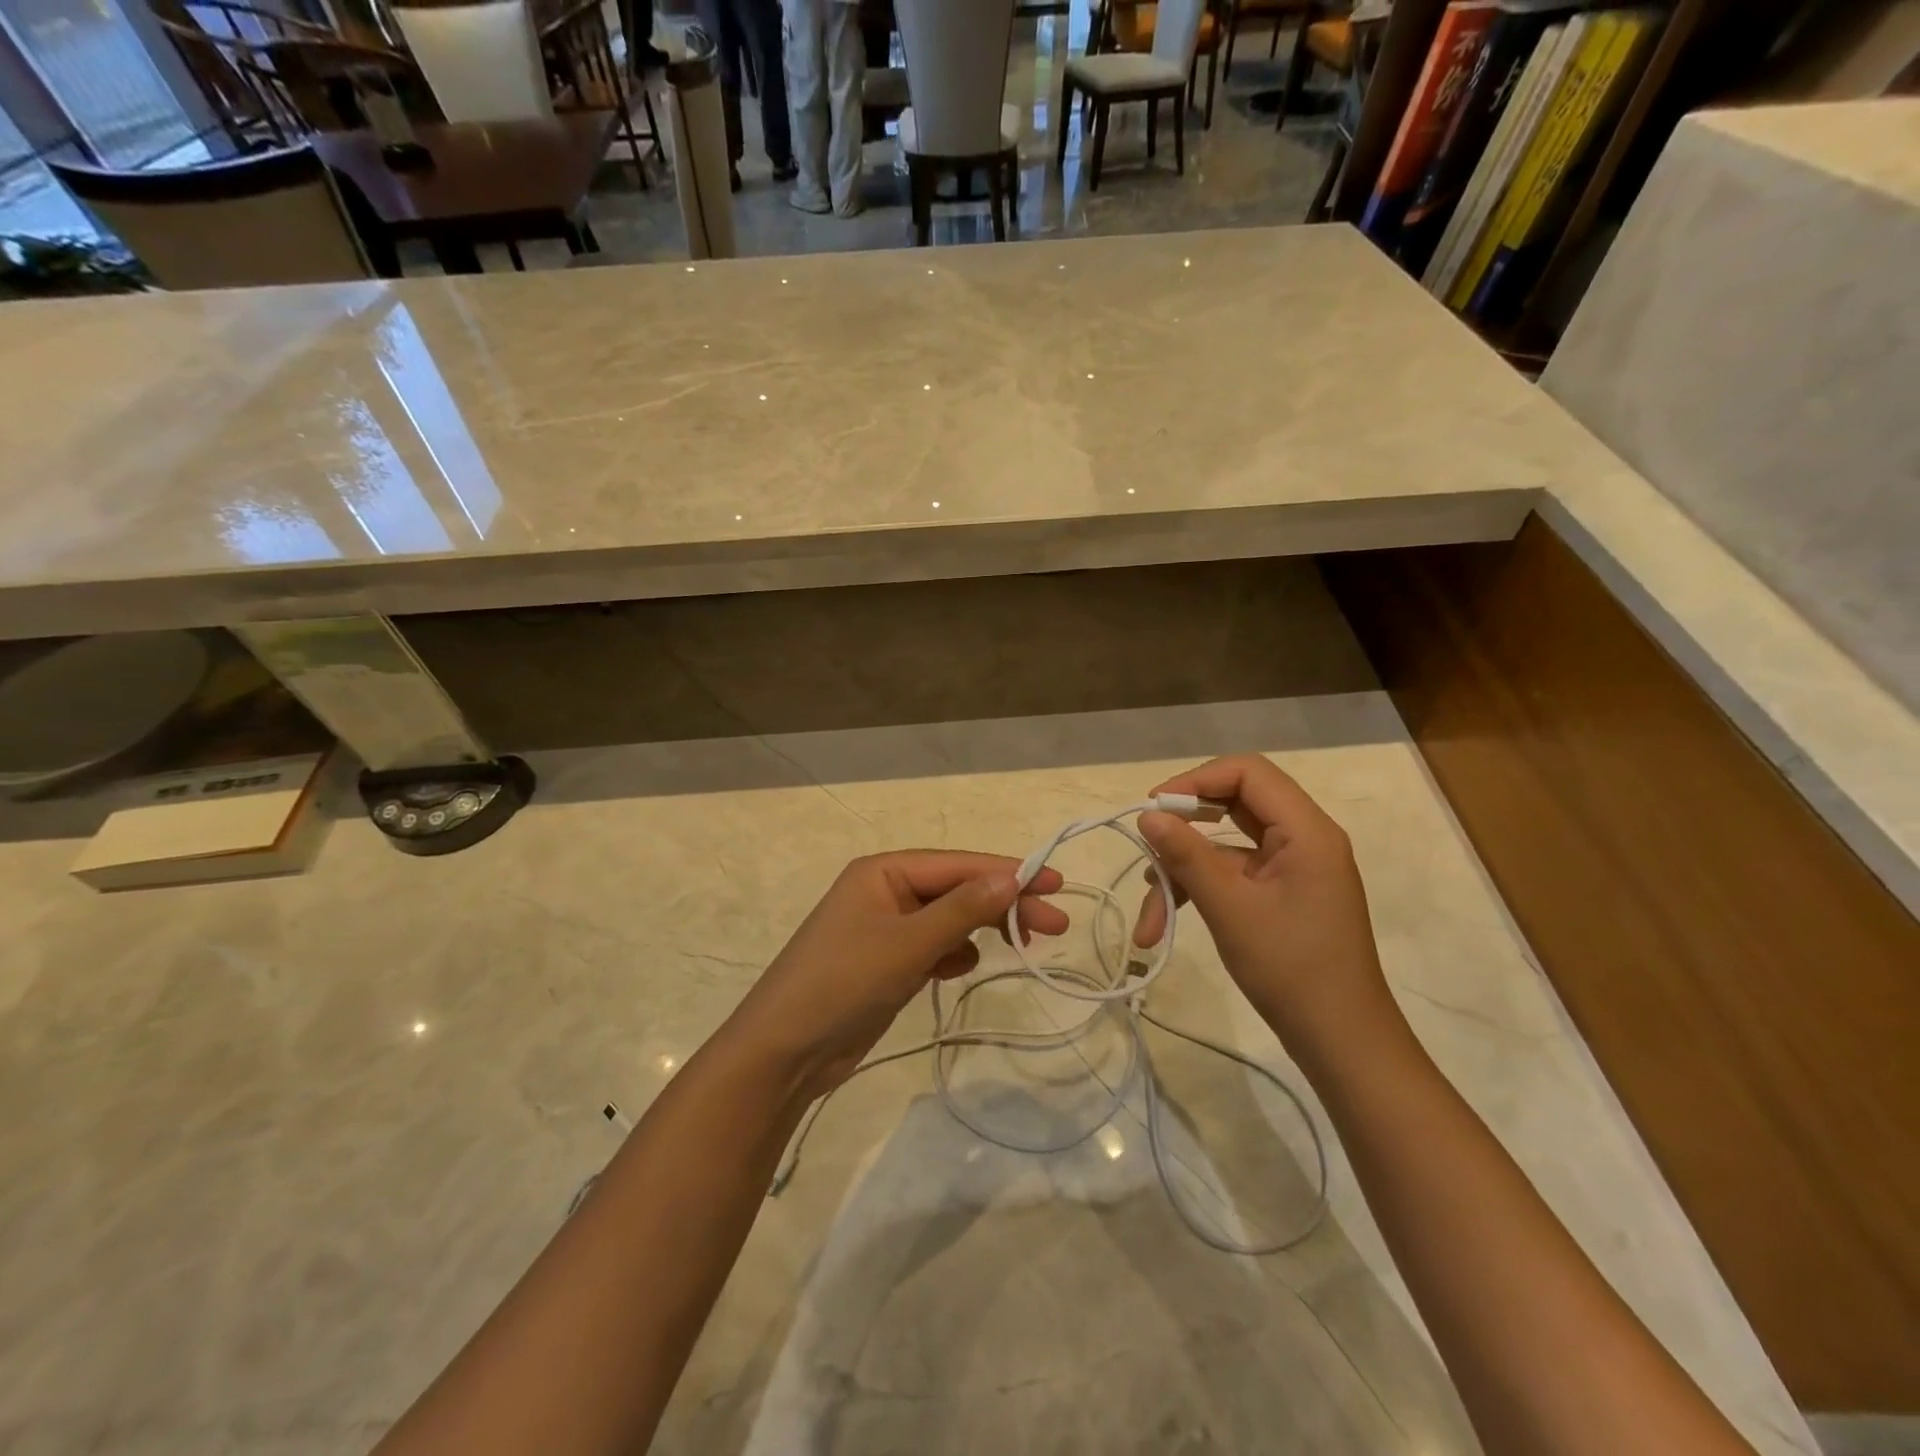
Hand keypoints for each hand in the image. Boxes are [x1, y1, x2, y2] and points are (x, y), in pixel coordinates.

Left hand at [724, 851, 1068, 1100]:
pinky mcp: (886, 964)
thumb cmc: (843, 983)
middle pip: (957, 890)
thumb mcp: (908, 943)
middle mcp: (885, 892)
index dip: (1009, 872)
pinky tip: (962, 968)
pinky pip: (933, 947)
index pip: (959, 865)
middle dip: (1004, 904)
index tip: (1056, 884)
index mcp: (883, 872)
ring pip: (949, 920)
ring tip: (1021, 945)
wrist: (783, 1053)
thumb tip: (1014, 875)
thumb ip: (963, 909)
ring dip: (982, 929)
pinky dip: (953, 954)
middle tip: (1056, 926)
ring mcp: (884, 929)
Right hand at [1131, 755, 1402, 1064]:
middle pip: (1234, 803)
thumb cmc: (1290, 970)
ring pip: (1225, 845)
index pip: (1247, 773)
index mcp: (1306, 831)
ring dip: (1183, 871)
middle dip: (1185, 826)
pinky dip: (1199, 889)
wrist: (1341, 1041)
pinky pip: (1233, 873)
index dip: (1196, 781)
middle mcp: (1303, 838)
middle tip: (1147, 841)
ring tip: (1149, 916)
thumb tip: (1147, 814)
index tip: (1154, 808)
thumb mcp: (1230, 909)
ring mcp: (1292, 867)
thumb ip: (1187, 855)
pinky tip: (1164, 920)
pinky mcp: (1282, 892)